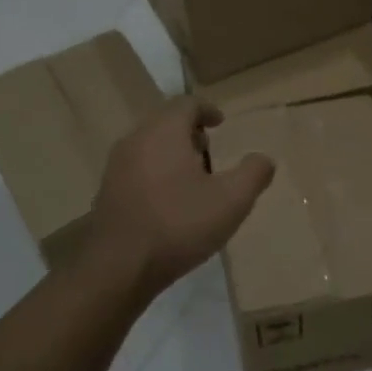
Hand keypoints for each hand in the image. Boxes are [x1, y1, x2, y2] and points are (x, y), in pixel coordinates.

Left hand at [80, 97, 273, 301]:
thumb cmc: (178, 224)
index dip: (207, 110)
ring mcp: (116, 166)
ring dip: (171, 153)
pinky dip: (155, 172)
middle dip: (189, 132)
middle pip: (165, 122)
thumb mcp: (231, 201)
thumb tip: (264, 159)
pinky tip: (168, 202)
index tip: (221, 124)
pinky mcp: (107, 191)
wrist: (118, 266)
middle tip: (210, 152)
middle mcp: (136, 139)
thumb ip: (252, 174)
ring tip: (192, 179)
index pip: (186, 103)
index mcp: (164, 131)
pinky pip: (136, 169)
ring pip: (148, 146)